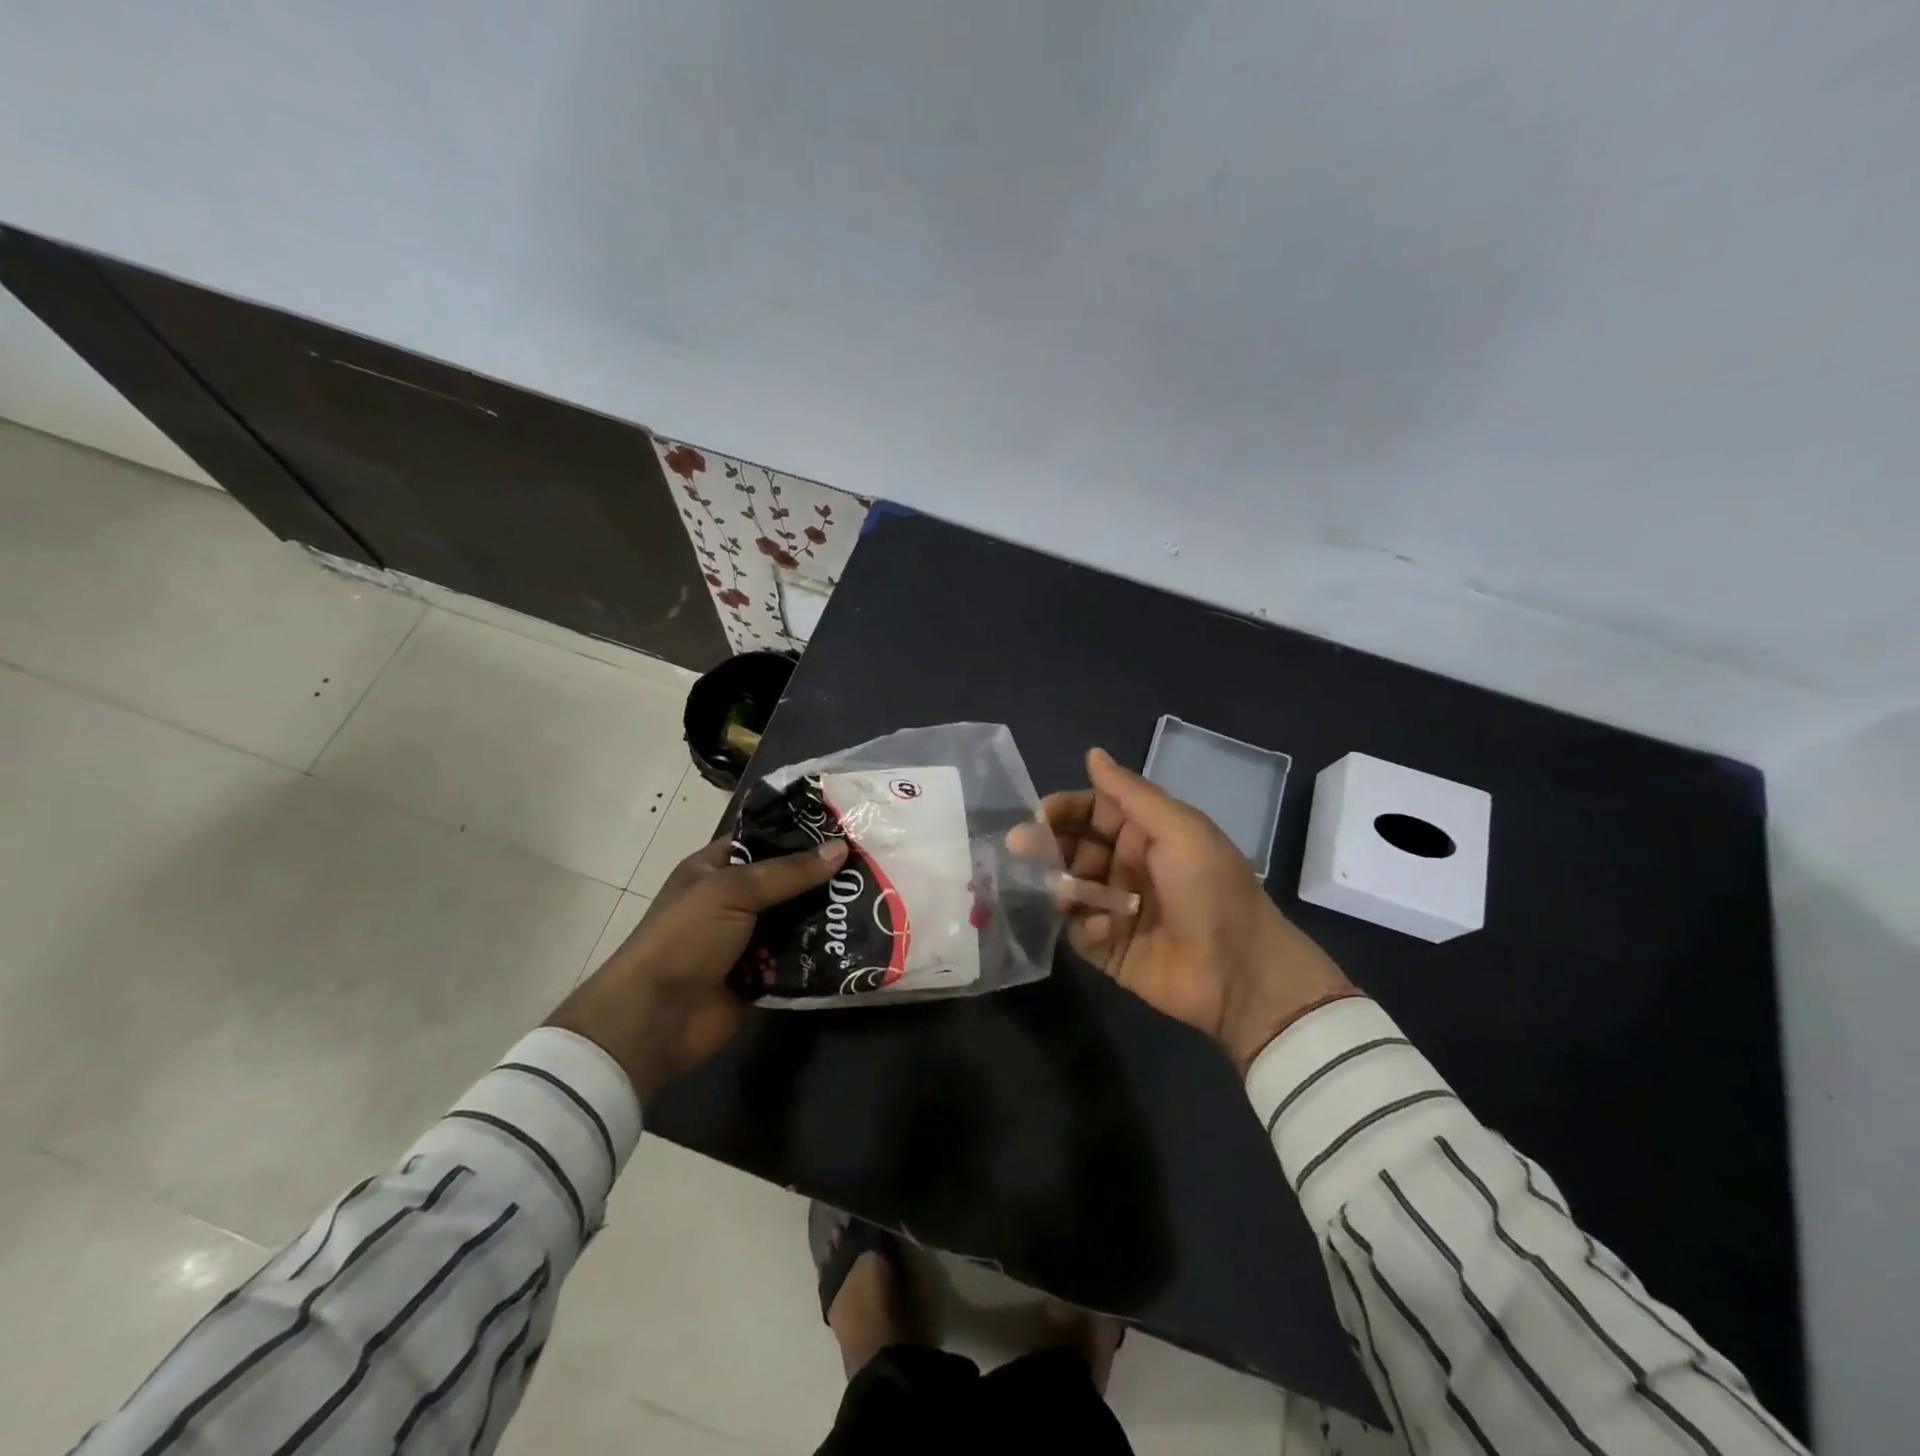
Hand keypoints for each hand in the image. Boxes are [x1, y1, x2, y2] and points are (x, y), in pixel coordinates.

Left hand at [545, 836, 847, 1100]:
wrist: (655, 1018)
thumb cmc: (685, 938)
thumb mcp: (733, 891)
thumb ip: (788, 872)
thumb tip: (841, 848)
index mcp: (715, 868)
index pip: (763, 839)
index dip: (799, 833)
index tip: (846, 826)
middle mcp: (733, 900)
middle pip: (786, 881)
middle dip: (823, 875)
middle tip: (872, 863)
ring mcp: (747, 939)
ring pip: (796, 919)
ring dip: (826, 914)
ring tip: (876, 898)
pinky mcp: (761, 975)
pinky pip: (798, 956)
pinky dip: (820, 951)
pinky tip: (858, 938)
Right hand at [1041, 748, 1353, 1073]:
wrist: (1241, 972)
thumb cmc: (1210, 889)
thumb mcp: (1179, 829)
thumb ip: (1131, 794)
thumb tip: (1092, 753)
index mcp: (1146, 834)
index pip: (1093, 810)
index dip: (1066, 808)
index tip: (1040, 814)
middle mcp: (1127, 867)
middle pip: (1073, 847)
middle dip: (1048, 845)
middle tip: (1022, 847)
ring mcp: (1115, 909)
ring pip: (1068, 887)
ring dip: (1063, 885)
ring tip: (1065, 892)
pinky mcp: (1109, 949)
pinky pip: (1079, 931)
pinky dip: (1087, 927)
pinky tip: (1108, 930)